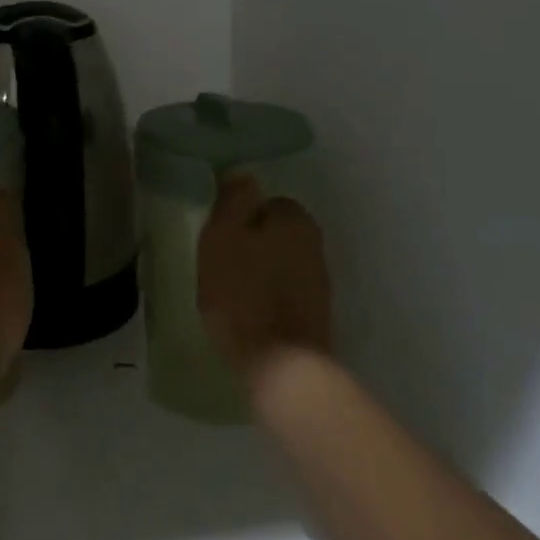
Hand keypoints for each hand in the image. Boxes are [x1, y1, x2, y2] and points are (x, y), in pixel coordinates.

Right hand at [197, 174, 332, 390]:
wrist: (281, 365)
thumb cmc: (242, 293)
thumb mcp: (223, 236)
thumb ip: (234, 200)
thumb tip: (244, 174)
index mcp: (295, 219)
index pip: (265, 202)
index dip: (239, 218)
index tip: (219, 239)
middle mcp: (315, 244)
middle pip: (274, 233)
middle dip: (252, 245)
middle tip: (221, 265)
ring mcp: (319, 282)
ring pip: (280, 264)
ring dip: (259, 273)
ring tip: (231, 293)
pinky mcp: (316, 316)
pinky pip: (284, 293)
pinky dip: (268, 298)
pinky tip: (249, 314)